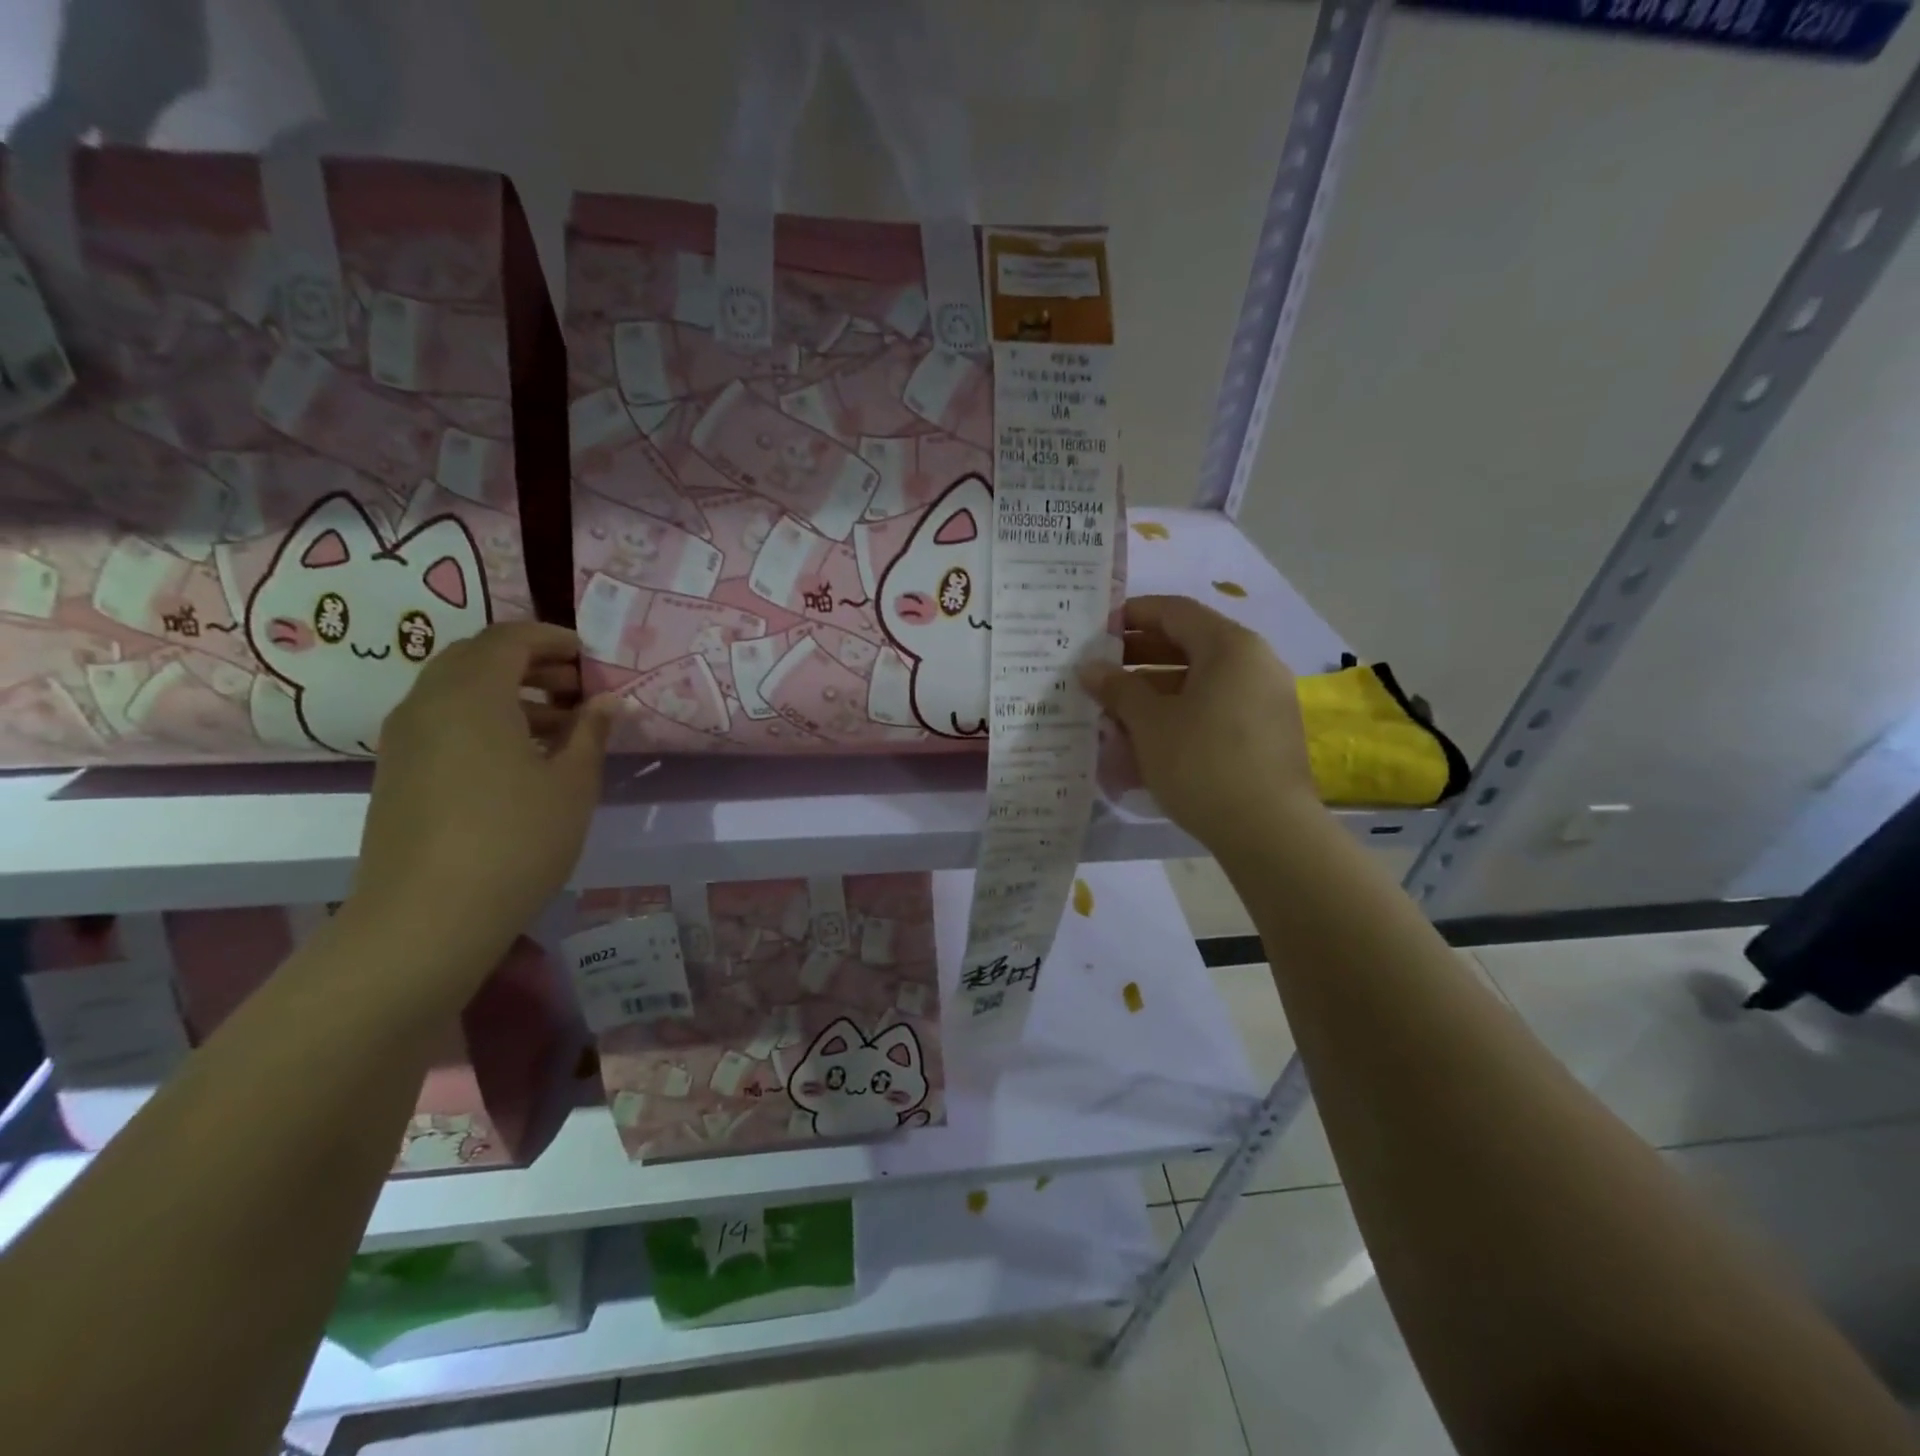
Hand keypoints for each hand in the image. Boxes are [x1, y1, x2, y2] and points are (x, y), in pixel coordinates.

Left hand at [350, 622, 613, 959]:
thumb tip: (607, 701)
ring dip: (508, 693)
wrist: (426, 918)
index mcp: (471, 694)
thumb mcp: (572, 784)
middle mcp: (428, 703)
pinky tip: (520, 758)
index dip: (553, 639)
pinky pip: (443, 721)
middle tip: (577, 687)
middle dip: (530, 663)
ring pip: (457, 690)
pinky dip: (483, 719)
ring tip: (558, 725)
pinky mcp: (397, 772)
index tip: (590, 656)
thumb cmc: (515, 840)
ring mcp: (404, 739)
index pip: (509, 638)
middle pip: (477, 658)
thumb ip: (591, 733)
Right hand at [1080, 595, 1317, 848]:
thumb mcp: (1150, 723)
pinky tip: (1147, 738)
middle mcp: (1254, 662)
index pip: (1174, 611)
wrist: (1267, 830)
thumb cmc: (1201, 762)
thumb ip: (1118, 688)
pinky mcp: (1265, 732)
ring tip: (1114, 709)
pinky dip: (1180, 713)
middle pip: (1189, 644)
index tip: (1097, 630)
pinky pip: (1215, 707)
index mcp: (1230, 646)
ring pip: (1200, 680)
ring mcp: (1265, 698)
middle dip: (1139, 656)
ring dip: (1155, 689)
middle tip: (1099, 671)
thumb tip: (1090, 668)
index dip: (1132, 615)